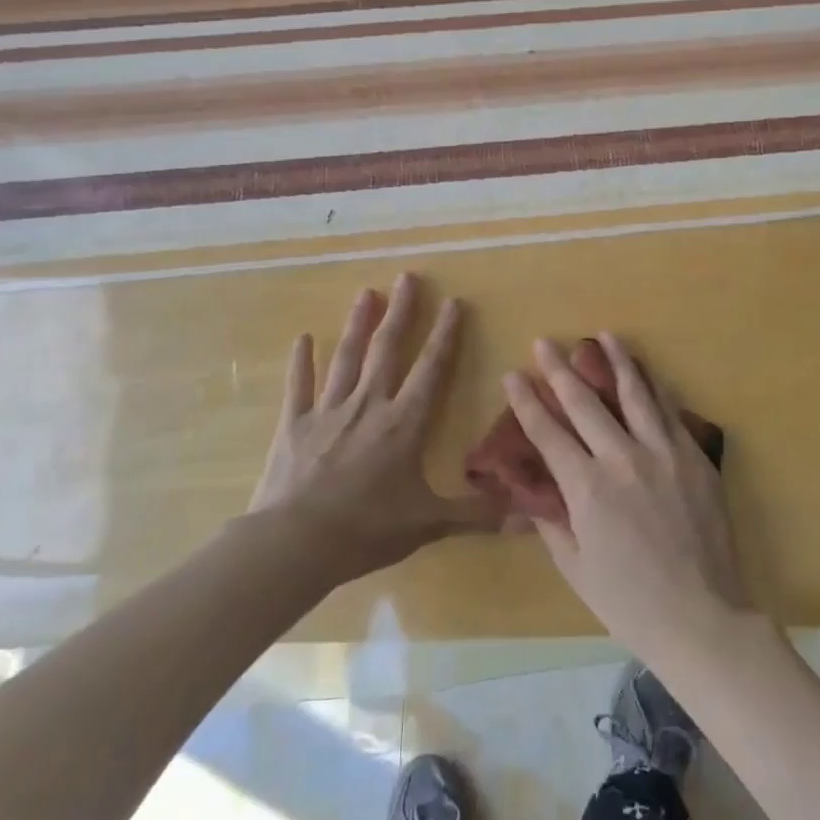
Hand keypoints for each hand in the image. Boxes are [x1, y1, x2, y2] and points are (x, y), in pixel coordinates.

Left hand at [253, 273, 499, 580]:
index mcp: (404, 423)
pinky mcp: (294, 425)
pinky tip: (302, 338)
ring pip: (346, 358)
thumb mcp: (427, 523)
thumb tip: (524, 517)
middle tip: (407, 277)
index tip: (453, 302)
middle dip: (401, 312)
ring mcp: (328, 411)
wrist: (296, 542)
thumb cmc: (366, 529)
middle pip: (387, 349)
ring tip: (365, 293)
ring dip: (357, 324)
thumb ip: (474, 514)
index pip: (431, 368)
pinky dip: (301, 362)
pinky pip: (299, 386)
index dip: (444, 334)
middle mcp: (368, 405)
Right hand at [503, 335, 750, 667]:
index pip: (547, 433)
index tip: (513, 374)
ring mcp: (664, 454)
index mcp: (587, 488)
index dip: (526, 401)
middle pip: (585, 403)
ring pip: (636, 394)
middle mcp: (622, 459)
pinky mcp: (695, 458)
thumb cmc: (630, 602)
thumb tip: (535, 492)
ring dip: (616, 362)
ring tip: (604, 336)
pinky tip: (649, 375)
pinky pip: (672, 414)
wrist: (702, 618)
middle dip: (560, 369)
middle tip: (545, 342)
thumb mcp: (576, 568)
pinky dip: (656, 390)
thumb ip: (552, 522)